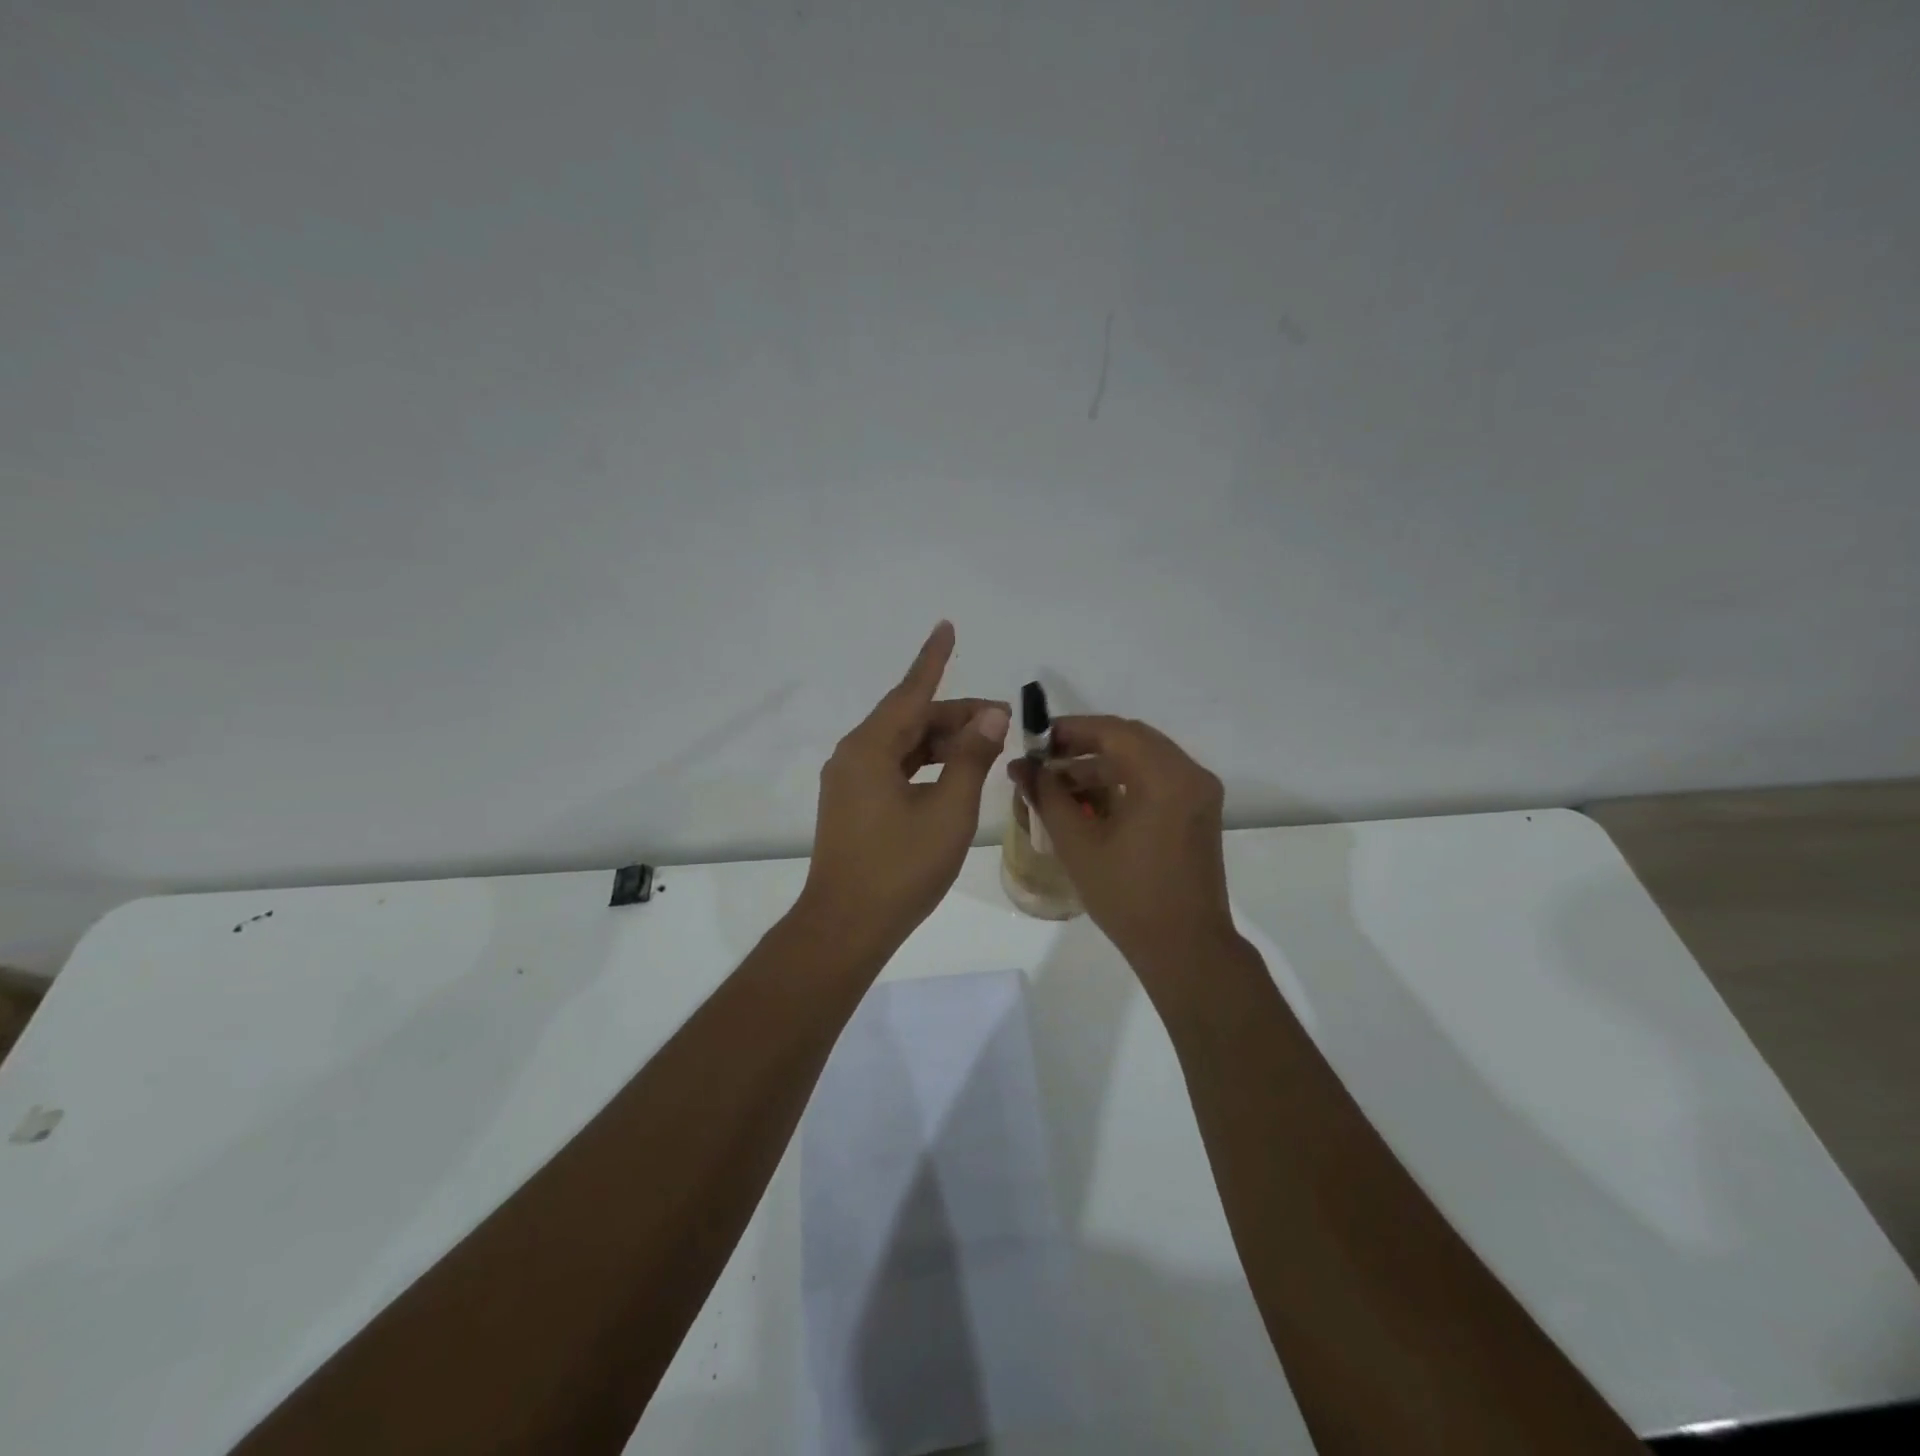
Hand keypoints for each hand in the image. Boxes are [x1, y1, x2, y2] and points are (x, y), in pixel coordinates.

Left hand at [801, 622, 1009, 950]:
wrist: (846, 926)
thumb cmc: (900, 868)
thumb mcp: (947, 811)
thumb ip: (970, 758)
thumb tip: (990, 716)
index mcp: (870, 749)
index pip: (910, 693)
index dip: (933, 660)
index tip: (946, 627)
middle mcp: (853, 756)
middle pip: (909, 720)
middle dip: (955, 715)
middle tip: (1002, 720)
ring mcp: (849, 782)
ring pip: (902, 746)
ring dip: (942, 742)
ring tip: (985, 745)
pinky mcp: (853, 805)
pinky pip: (893, 768)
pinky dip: (925, 764)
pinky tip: (952, 773)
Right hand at [1011, 716, 1236, 984]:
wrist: (1185, 947)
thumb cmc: (1127, 897)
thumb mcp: (1077, 844)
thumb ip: (1047, 796)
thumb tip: (1021, 767)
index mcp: (1165, 777)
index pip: (1113, 731)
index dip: (1070, 730)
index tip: (1036, 742)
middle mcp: (1190, 774)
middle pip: (1131, 739)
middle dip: (1084, 745)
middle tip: (1045, 759)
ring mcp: (1199, 793)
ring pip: (1144, 758)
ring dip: (1103, 763)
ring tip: (1060, 783)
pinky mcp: (1199, 811)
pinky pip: (1158, 778)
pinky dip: (1124, 779)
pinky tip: (1092, 799)